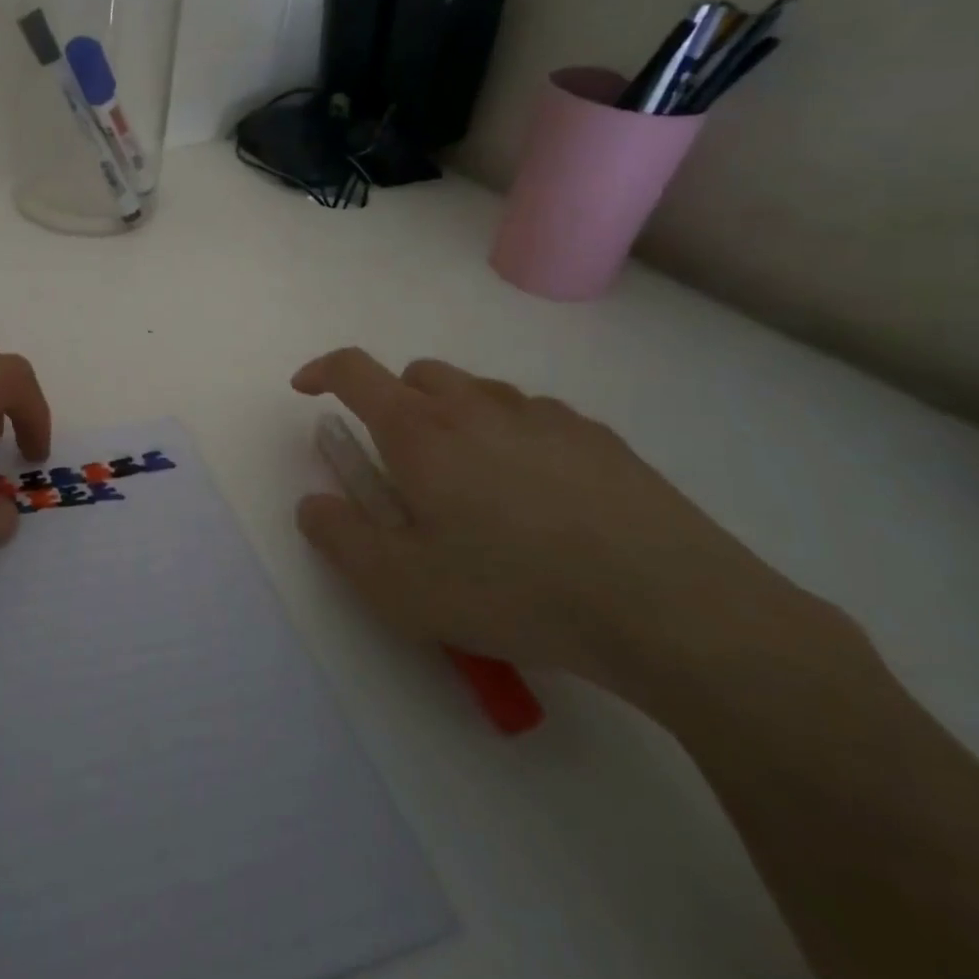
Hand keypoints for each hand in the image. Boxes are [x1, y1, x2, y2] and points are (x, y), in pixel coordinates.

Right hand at [291, 349, 806, 698]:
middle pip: (416, 374)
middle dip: (392, 401)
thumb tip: (313, 504)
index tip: (307, 389)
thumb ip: (340, 538)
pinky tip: (539, 498)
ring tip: (471, 484)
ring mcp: (540, 414)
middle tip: (400, 462)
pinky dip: (510, 435)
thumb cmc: (515, 590)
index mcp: (419, 431)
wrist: (671, 608)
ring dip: (452, 418)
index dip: (322, 371)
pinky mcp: (597, 436)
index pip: (354, 370)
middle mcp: (475, 404)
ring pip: (475, 392)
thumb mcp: (402, 587)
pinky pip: (531, 416)